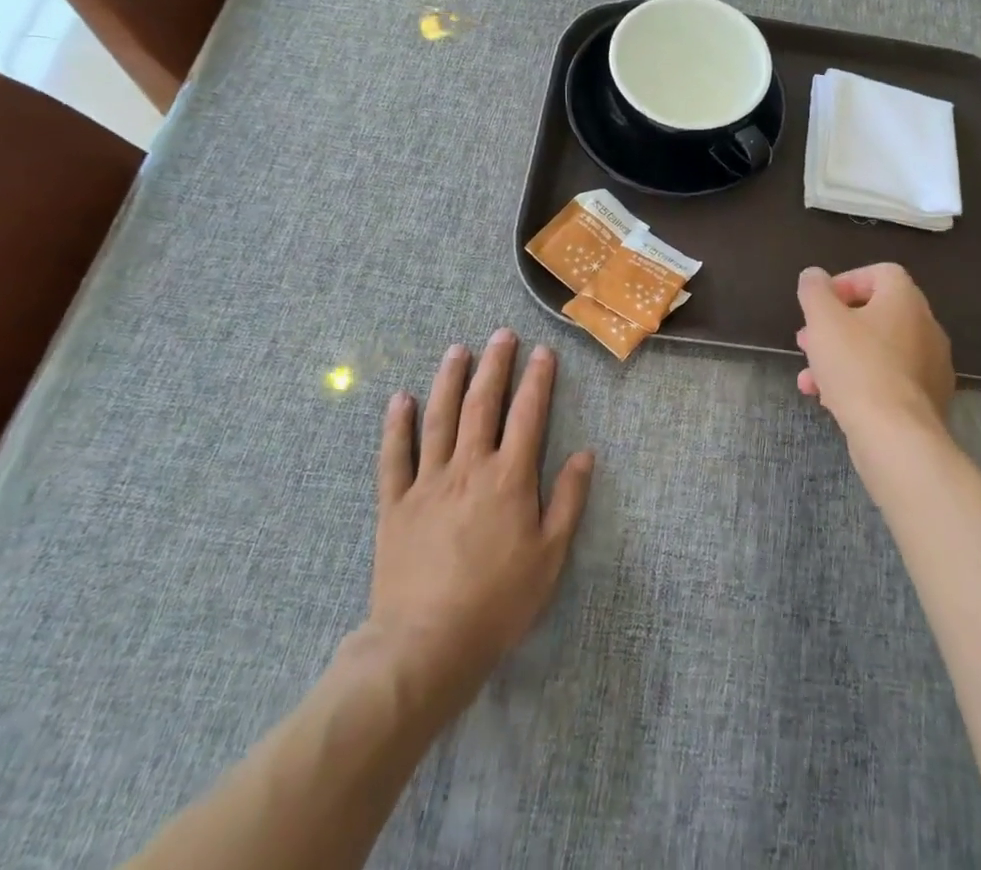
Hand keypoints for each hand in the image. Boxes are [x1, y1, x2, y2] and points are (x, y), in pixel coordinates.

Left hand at [349, 329, 594, 717]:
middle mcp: (469, 468)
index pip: (528, 415)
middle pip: (482, 404)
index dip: (537, 380)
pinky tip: (401, 399)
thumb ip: (568, 500)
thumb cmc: (498, 603)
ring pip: (439, 419)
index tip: (543, 352)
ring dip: (449, 380)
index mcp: (509, 478)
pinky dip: (396, 426)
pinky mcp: (395, 505)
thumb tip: (586, 454)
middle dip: (495, 366)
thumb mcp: (550, 556)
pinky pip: (394, 457)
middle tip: (501, 335)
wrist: (425, 646)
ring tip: (457, 350)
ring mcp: (427, 483)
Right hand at [795, 264, 954, 439]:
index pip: (880, 273)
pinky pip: (888, 381)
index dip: (846, 282)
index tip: (820, 304)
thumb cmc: (857, 366)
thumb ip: (814, 290)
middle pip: (876, 315)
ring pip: (878, 352)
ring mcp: (930, 367)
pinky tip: (831, 402)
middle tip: (806, 341)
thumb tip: (814, 276)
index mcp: (906, 300)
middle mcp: (926, 327)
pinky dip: (860, 384)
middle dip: (835, 327)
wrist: (895, 436)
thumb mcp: (823, 320)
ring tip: (809, 379)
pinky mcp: (927, 401)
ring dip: (841, 358)